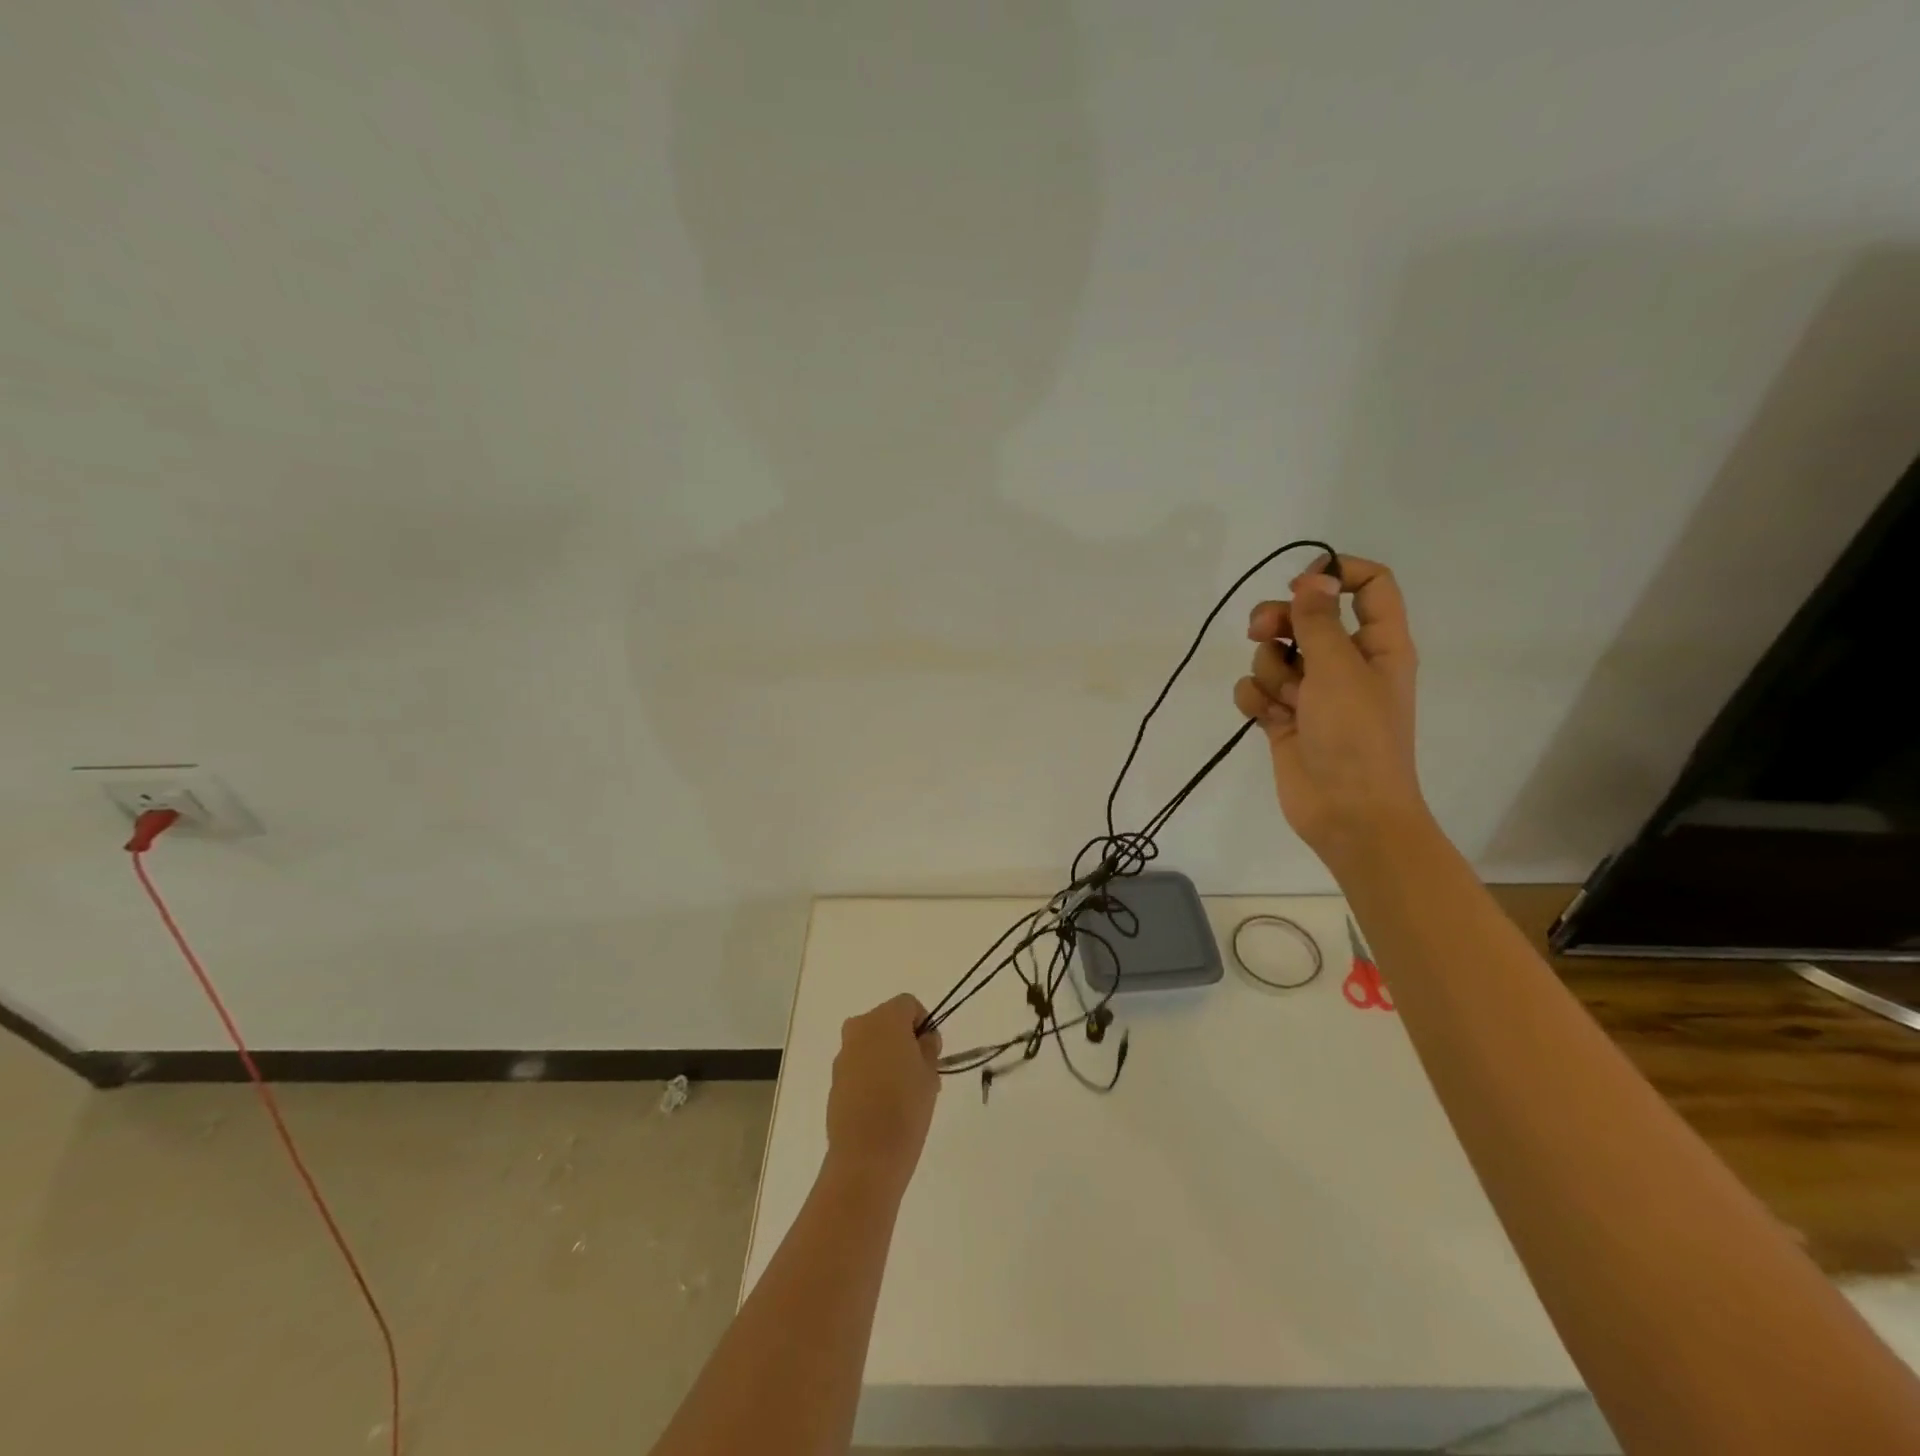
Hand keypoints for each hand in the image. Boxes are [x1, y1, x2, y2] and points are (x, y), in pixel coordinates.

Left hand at [825, 994, 942, 1193]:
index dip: (924, 1023)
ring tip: (903, 1093)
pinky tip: (883, 1105)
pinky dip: (871, 1075)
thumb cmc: (906, 1107)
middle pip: (887, 1021)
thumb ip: (928, 1047)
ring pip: (871, 1044)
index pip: (908, 1004)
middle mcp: (859, 1028)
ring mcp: (843, 1054)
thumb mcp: (930, 1073)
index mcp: (885, 1019)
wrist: (866, 1155)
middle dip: (904, 1039)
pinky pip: (859, 1065)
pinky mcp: (834, 1079)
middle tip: (920, 1072)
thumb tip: (922, 1039)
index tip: (932, 1051)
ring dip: (886, 1057)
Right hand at [1234, 554, 1427, 866]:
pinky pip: (1257, 690)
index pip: (1369, 585)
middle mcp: (1346, 663)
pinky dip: (1255, 699)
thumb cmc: (1356, 737)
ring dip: (1269, 670)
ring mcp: (1313, 692)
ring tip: (1283, 699)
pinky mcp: (1284, 719)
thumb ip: (1319, 621)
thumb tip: (1313, 578)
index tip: (1299, 584)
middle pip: (1306, 616)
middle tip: (1259, 630)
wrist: (1347, 812)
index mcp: (1378, 645)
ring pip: (1275, 655)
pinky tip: (1264, 717)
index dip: (1335, 574)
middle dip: (1277, 620)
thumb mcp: (1339, 670)